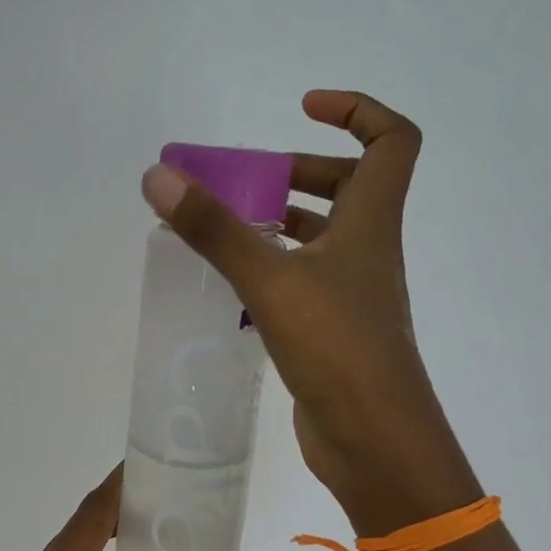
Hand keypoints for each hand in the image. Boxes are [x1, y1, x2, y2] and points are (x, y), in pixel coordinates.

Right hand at [141, 90, 477, 531]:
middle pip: (347, 187)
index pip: (391, 141)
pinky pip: (300, 283)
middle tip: (239, 181)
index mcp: (371, 222)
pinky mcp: (331, 332)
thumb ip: (215, 229)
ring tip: (220, 228)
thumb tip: (159, 176)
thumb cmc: (337, 348)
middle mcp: (367, 251)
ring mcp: (351, 295)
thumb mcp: (271, 280)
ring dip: (276, 223)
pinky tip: (228, 286)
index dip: (356, 110)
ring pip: (319, 239)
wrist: (375, 442)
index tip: (302, 108)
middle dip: (295, 172)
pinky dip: (269, 271)